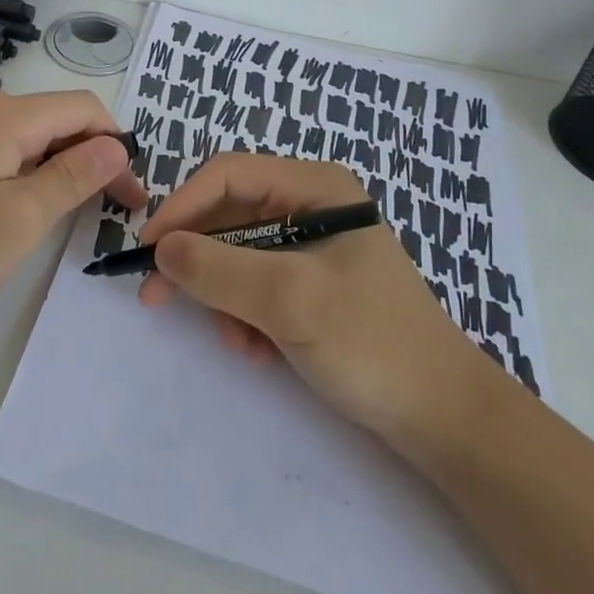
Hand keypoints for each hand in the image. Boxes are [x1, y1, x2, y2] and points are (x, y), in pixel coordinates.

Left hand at [0, 91, 147, 343]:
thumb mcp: (24, 217)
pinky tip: (25, 209)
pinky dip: (26, 174)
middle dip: (90, 157)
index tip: (133, 195)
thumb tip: (117, 144)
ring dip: (59, 167)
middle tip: (112, 209)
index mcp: (4, 115)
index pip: (82, 108)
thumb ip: (76, 175)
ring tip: (73, 213)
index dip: (117, 145)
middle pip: (54, 119)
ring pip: (27, 137)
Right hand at [138, 153, 482, 440]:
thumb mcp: (289, 300)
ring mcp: (313, 245)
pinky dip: (246, 315)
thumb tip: (161, 248)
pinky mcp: (313, 284)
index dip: (182, 207)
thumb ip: (219, 269)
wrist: (445, 418)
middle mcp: (312, 205)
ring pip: (237, 254)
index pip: (228, 175)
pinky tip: (259, 351)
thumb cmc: (372, 343)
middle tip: (158, 300)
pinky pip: (257, 284)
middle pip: (229, 215)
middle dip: (199, 261)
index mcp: (316, 187)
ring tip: (238, 342)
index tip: (147, 251)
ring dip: (224, 297)